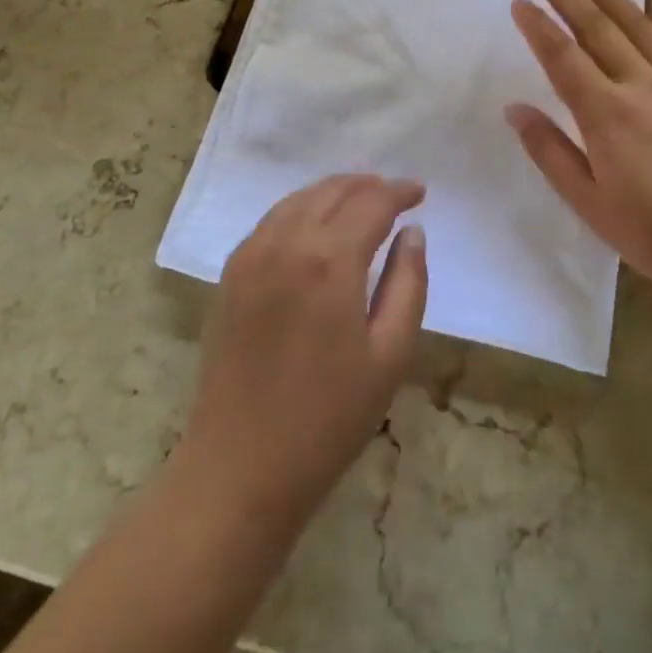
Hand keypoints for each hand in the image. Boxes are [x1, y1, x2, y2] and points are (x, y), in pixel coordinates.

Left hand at [178, 175, 427, 528]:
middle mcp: (286, 242)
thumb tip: (412, 233)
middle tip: (395, 194)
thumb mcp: (389, 355)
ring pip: (297, 199)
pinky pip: (271, 221)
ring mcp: (251, 255)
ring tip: (360, 201)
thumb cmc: (328, 417)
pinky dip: (300, 209)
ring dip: (333, 192)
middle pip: (331, 191)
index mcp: (329, 260)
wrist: (240, 467)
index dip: (399, 191)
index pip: (371, 203)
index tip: (420, 192)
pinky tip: (315, 226)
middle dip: (367, 185)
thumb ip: (408, 284)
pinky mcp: (230, 275)